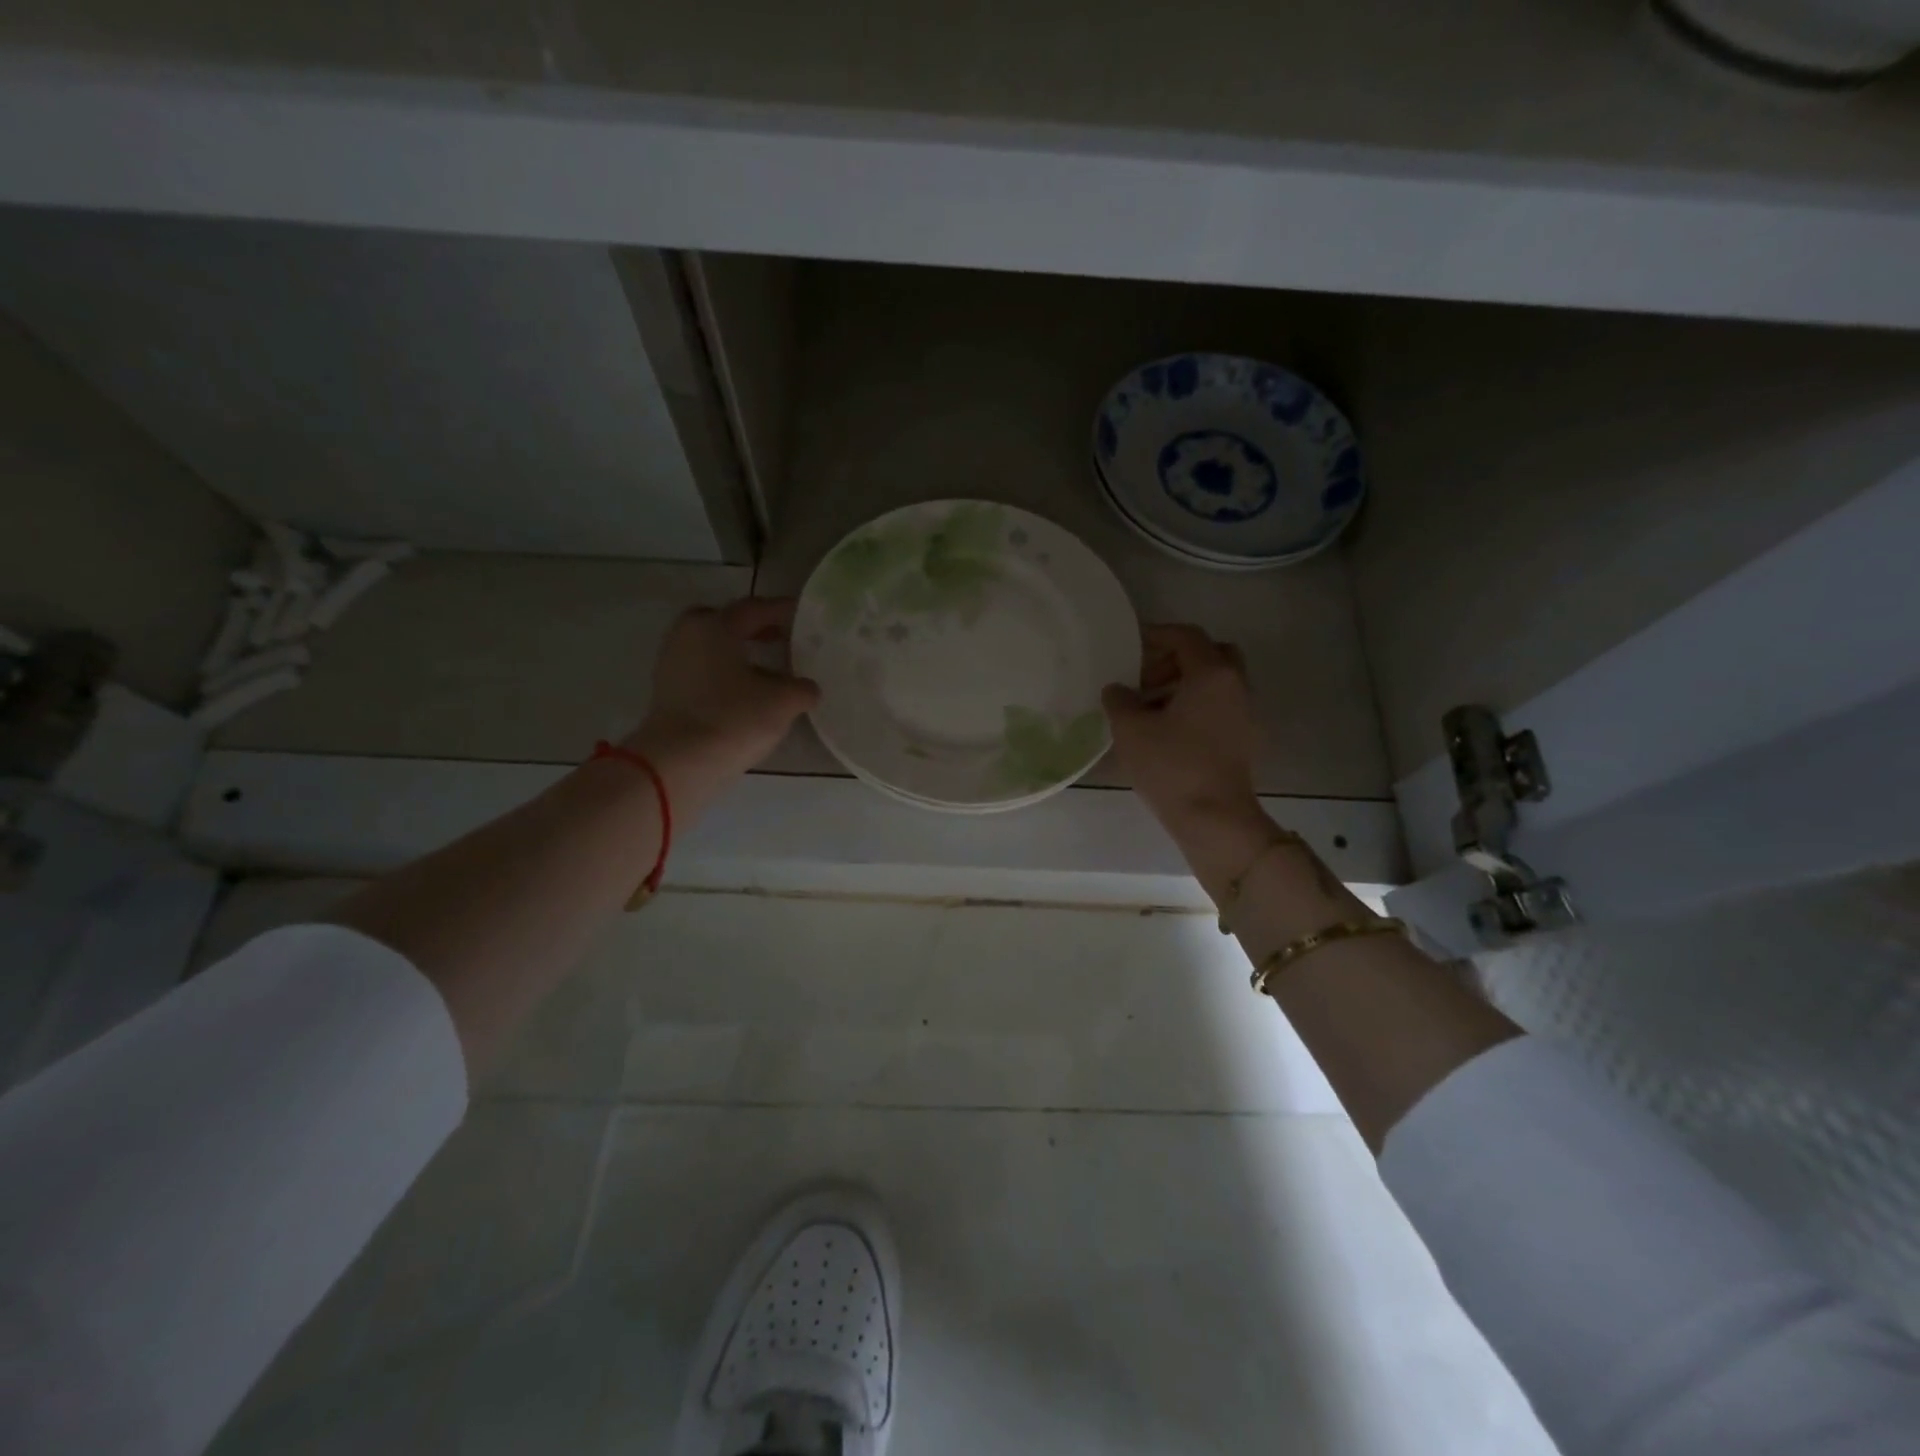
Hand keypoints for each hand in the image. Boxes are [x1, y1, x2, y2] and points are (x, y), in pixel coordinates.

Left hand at [624, 598, 819, 817]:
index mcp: (715, 625)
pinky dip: (724, 674)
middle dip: (754, 629)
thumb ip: (802, 688)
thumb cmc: (733, 719)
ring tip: (768, 672)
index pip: (755, 608)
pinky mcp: (667, 691)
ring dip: (739, 654)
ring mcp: (672, 663)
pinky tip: (745, 694)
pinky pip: (702, 670)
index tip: (804, 616)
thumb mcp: (783, 702)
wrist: (678, 763)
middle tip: (781, 639)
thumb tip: (807, 688)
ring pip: (712, 648)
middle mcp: (688, 635)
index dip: (783, 611)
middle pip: (726, 622)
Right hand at [1103, 624, 1262, 840]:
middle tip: (1145, 677)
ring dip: (1183, 685)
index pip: (1186, 636)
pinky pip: (1218, 707)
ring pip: (1215, 683)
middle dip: (1175, 659)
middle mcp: (1236, 686)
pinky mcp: (1243, 740)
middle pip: (1209, 655)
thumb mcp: (1131, 729)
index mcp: (1212, 674)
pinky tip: (1166, 731)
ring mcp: (1245, 714)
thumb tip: (1117, 690)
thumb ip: (1119, 700)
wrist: (1215, 818)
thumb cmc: (1172, 766)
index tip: (1130, 645)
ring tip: (1148, 708)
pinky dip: (1194, 707)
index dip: (1156, 635)